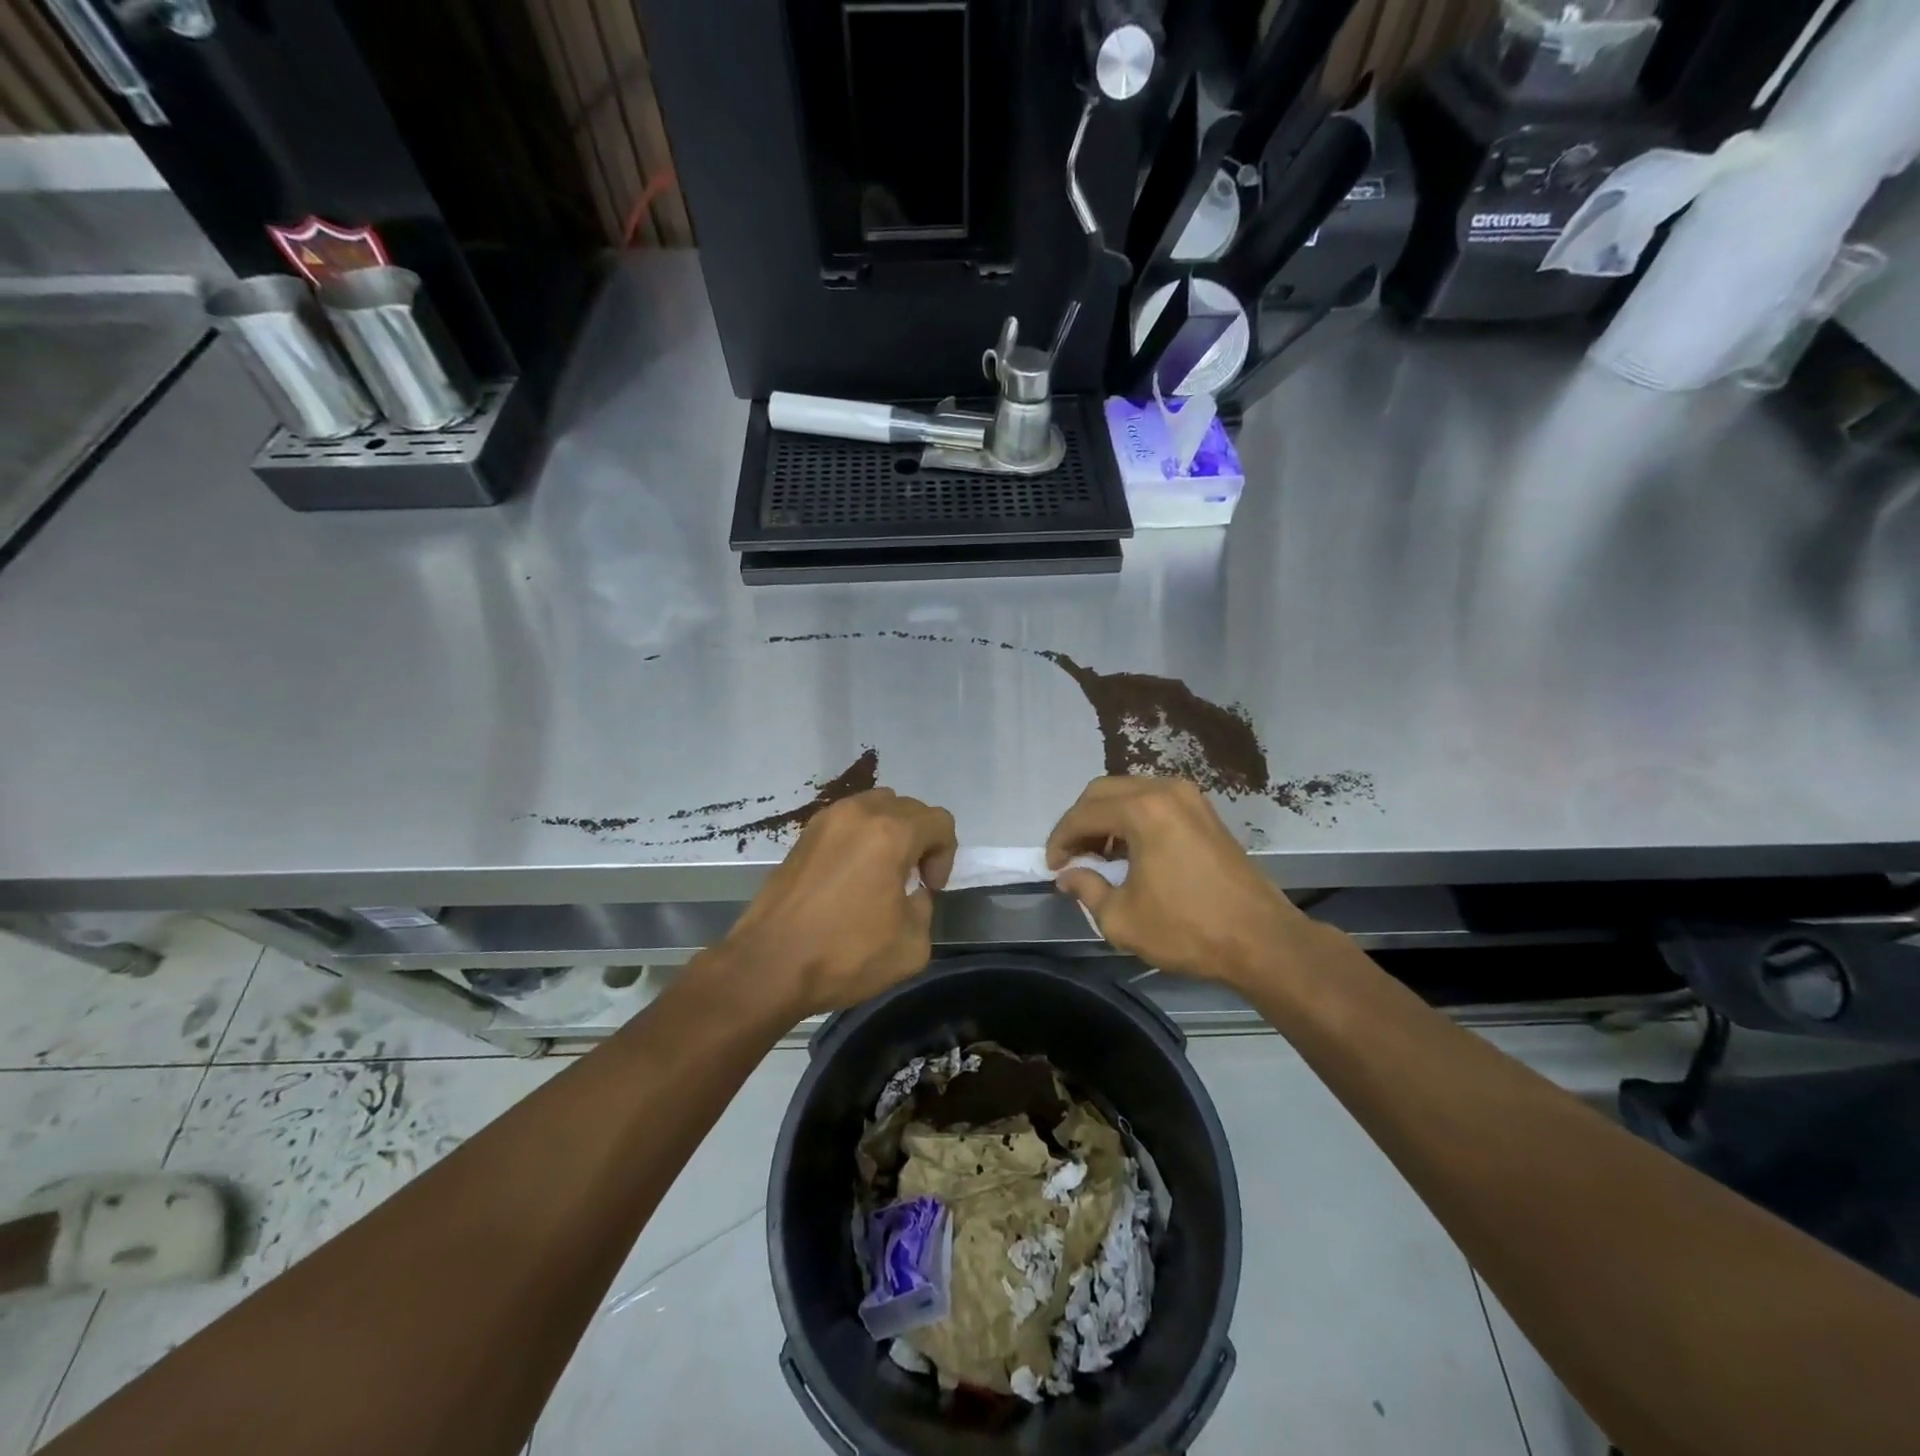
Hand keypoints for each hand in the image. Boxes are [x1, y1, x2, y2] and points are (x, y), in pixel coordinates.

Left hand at [718, 789, 956, 1016]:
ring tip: (881, 872)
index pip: (940, 821)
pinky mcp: (803, 835)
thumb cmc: (844, 955)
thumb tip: (912, 893)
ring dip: (890, 831)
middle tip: (911, 881)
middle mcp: (859, 813)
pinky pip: (846, 820)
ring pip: (875, 806)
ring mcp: (826, 820)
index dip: (945, 855)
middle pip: (909, 807)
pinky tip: (850, 876)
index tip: (928, 889)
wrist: (769, 965)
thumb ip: (925, 908)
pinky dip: (860, 837)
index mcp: (891, 833)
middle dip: (920, 840)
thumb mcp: (911, 945)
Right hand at [1047, 776, 1311, 987]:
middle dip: (1080, 822)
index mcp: (1143, 810)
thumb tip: (1068, 875)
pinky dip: (1132, 819)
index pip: (1083, 813)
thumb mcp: (1122, 918)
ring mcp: (1190, 798)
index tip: (1051, 867)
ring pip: (1130, 793)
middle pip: (1103, 791)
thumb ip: (1086, 889)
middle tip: (1070, 856)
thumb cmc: (1187, 929)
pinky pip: (1154, 802)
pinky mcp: (1205, 812)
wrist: (1261, 940)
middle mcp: (1165, 791)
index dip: (1060, 839)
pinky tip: (1129, 852)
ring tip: (1097, 856)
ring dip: (1106, 818)